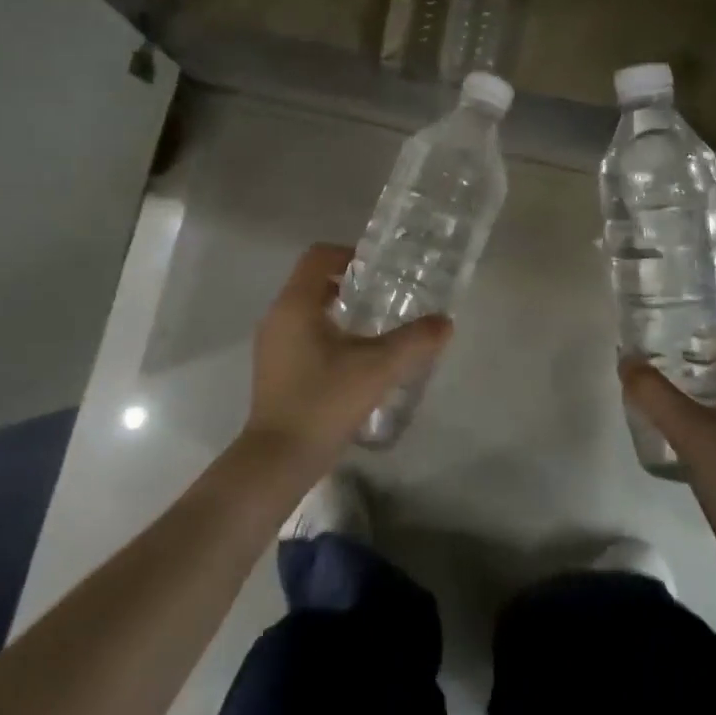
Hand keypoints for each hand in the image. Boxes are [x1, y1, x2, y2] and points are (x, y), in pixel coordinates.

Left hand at [242, 244, 451, 471]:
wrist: (278, 460)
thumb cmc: (324, 402)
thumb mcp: (377, 368)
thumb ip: (414, 341)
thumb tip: (445, 322)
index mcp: (295, 304)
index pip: (318, 257)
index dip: (349, 254)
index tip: (379, 270)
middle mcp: (277, 316)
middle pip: (312, 281)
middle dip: (348, 283)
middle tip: (384, 296)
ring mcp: (271, 344)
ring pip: (306, 309)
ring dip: (338, 310)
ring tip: (374, 329)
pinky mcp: (273, 369)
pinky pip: (301, 333)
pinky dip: (326, 333)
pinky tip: (353, 360)